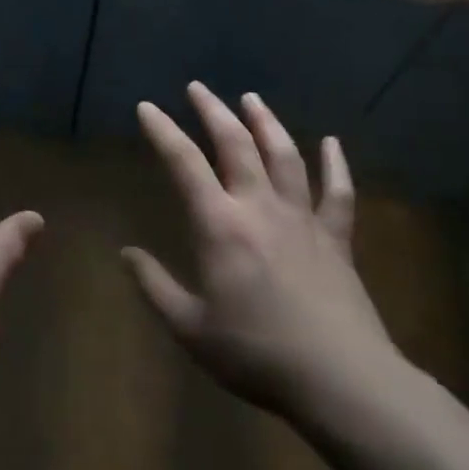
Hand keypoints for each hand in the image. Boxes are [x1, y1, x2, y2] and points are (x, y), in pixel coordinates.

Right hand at [123, 83, 406, 429]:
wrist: (342, 381)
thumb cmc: (258, 354)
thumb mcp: (191, 328)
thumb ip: (155, 287)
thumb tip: (126, 253)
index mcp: (220, 225)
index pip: (184, 163)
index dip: (163, 131)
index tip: (147, 107)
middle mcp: (260, 207)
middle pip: (235, 144)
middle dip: (213, 111)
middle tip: (197, 87)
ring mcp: (303, 219)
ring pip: (284, 156)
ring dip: (265, 123)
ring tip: (251, 99)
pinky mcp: (336, 238)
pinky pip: (338, 192)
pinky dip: (336, 164)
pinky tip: (332, 143)